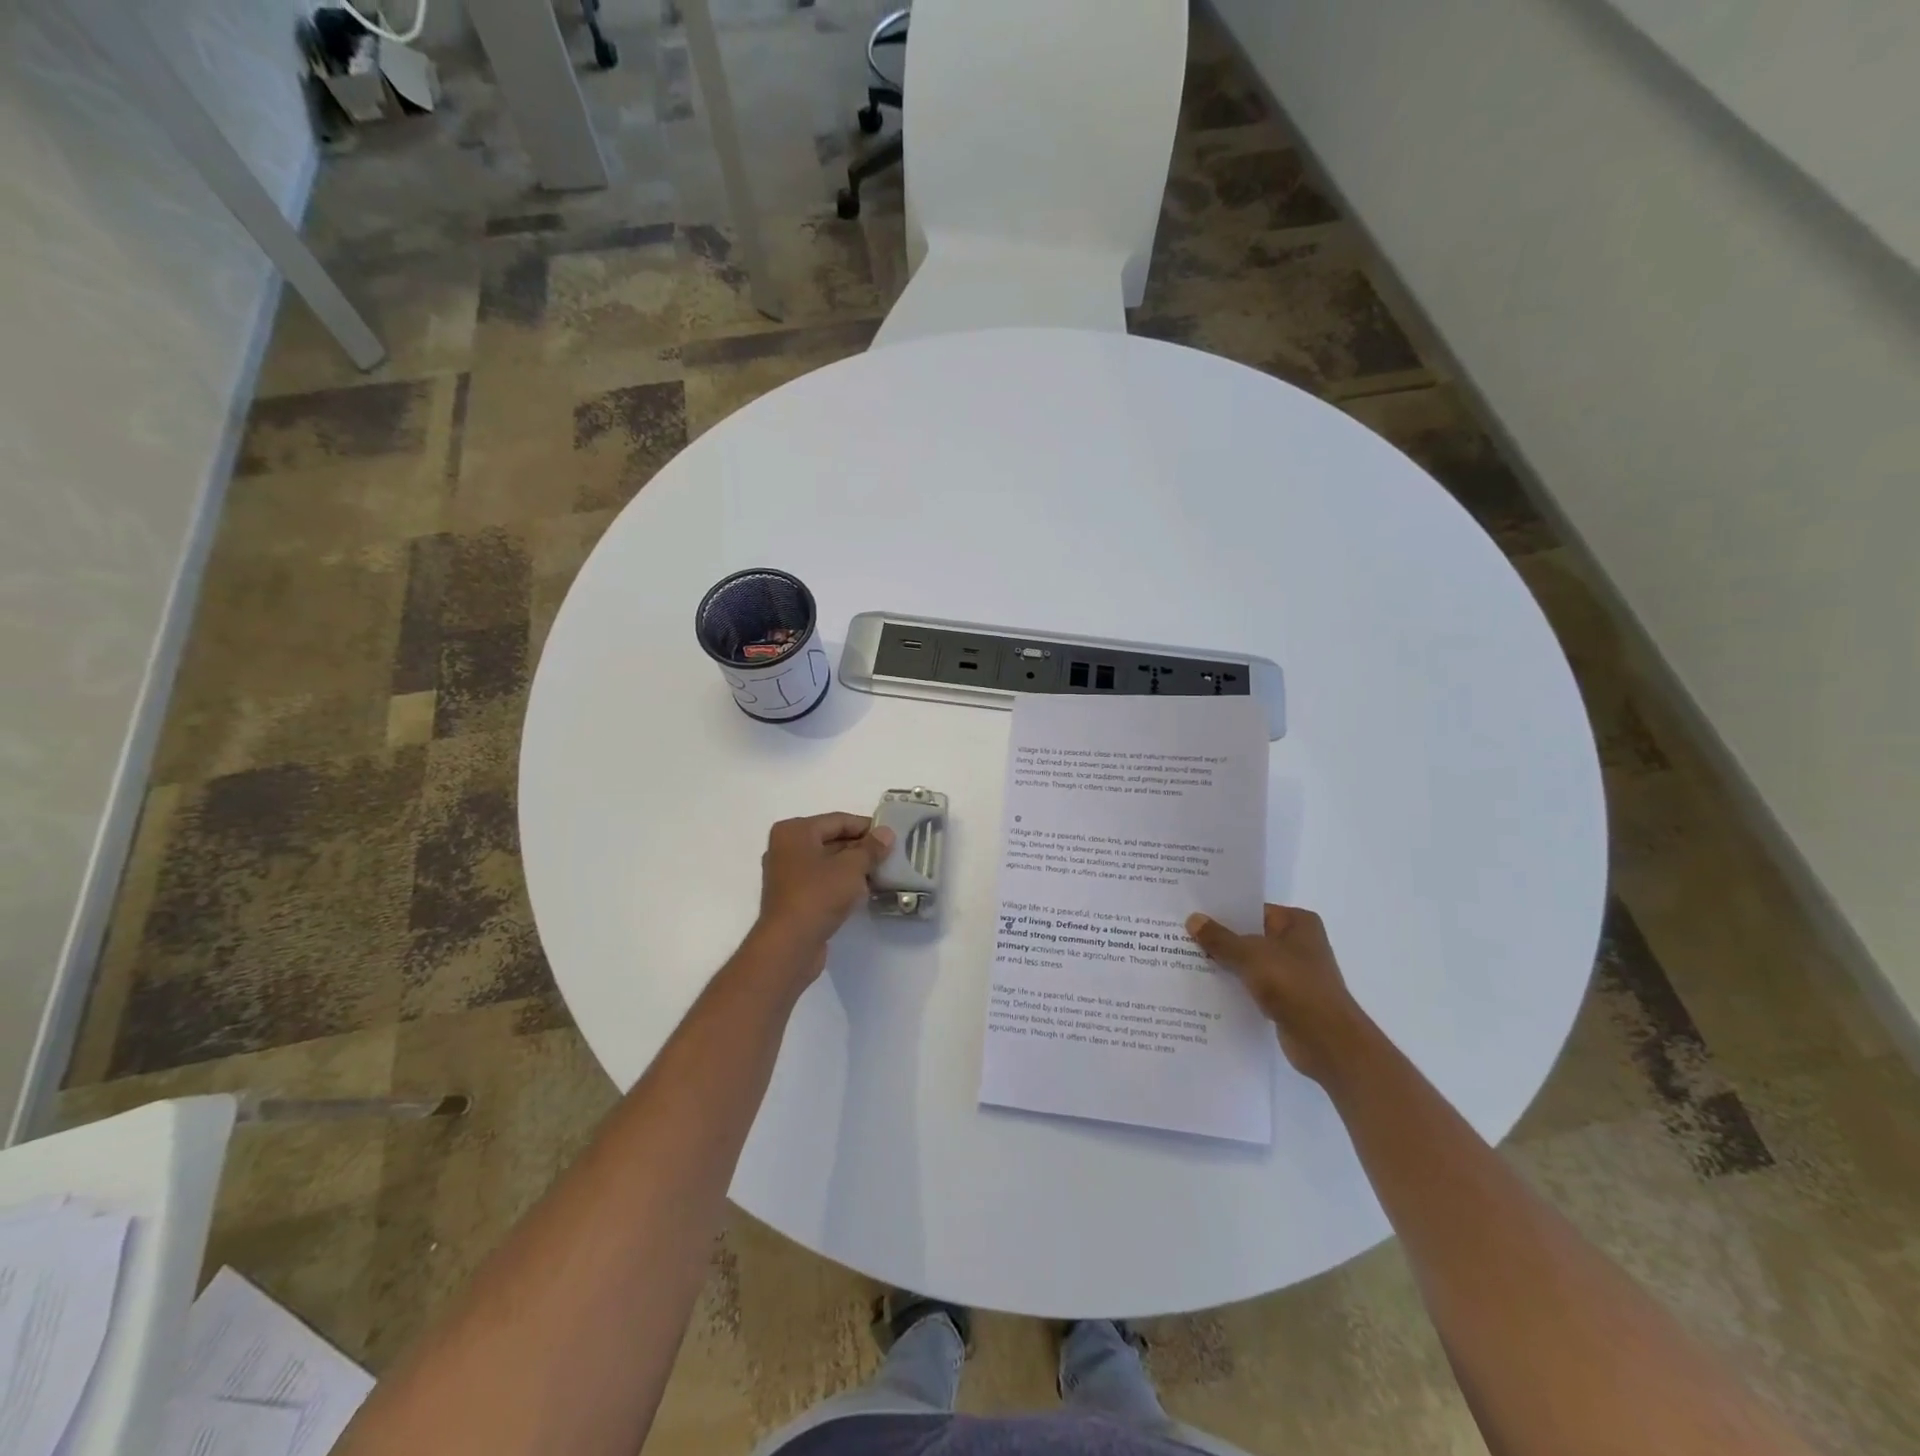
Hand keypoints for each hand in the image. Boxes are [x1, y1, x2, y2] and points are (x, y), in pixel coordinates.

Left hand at [754, 813, 894, 968]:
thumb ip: (871, 848)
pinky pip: (822, 881)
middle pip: (831, 840)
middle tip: (890, 855)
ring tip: (881, 873)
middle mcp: (786, 848)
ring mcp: (787, 874)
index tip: (891, 836)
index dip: (866, 827)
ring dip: (853, 867)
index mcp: (794, 831)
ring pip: (827, 862)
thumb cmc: (818, 895)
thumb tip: (886, 833)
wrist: (790, 944)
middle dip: (861, 848)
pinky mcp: (793, 898)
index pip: (838, 820)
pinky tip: (864, 891)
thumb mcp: (851, 867)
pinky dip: (841, 883)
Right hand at [1186, 905, 1370, 1084]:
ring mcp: (1294, 973)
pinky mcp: (1287, 999)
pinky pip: (1253, 985)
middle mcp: (1298, 943)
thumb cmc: (1293, 984)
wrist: (1326, 1041)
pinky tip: (1206, 987)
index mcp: (1297, 922)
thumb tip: (1193, 919)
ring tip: (1186, 959)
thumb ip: (1220, 938)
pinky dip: (1235, 986)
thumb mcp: (1250, 955)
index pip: (1252, 909)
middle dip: (1219, 939)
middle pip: (1250, 936)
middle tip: (1180, 934)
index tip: (1191, 912)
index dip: (1222, 911)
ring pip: (1250, 962)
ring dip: (1225, 964)